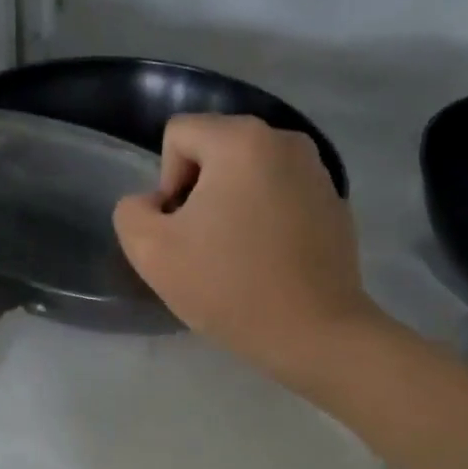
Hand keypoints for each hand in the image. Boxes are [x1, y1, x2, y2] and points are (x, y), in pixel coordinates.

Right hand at [114, 115, 378, 387]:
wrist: (313, 333)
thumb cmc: (229, 287)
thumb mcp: (151, 252)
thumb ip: (132, 213)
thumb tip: (156, 204)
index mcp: (242, 139)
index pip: (179, 135)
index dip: (165, 182)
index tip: (182, 230)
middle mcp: (286, 140)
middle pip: (216, 151)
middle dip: (199, 193)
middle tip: (204, 247)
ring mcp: (318, 172)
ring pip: (250, 176)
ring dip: (233, 206)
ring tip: (237, 256)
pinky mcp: (335, 205)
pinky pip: (282, 197)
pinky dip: (267, 220)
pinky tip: (269, 263)